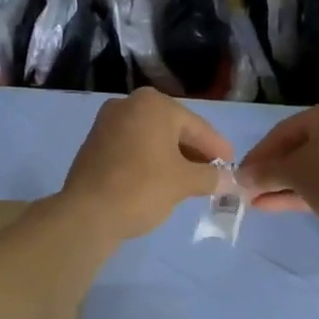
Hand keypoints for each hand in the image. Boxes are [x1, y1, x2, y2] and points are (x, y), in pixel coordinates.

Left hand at [63, 89, 235, 239]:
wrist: (87, 214)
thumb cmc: (142, 188)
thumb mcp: (184, 183)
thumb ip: (211, 177)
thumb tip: (229, 179)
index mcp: (153, 104)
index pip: (197, 126)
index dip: (218, 148)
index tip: (232, 165)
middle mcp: (128, 104)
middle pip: (173, 129)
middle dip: (194, 152)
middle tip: (213, 173)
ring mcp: (107, 122)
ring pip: (152, 139)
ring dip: (172, 157)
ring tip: (190, 180)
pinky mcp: (94, 144)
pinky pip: (133, 148)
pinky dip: (150, 160)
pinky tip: (161, 180)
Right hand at [238, 99, 318, 231]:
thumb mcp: (294, 172)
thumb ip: (265, 173)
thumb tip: (241, 177)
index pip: (283, 130)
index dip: (258, 153)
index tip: (240, 174)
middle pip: (299, 149)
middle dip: (271, 172)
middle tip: (249, 189)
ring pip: (313, 169)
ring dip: (285, 185)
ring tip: (258, 202)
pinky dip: (305, 192)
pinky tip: (279, 205)